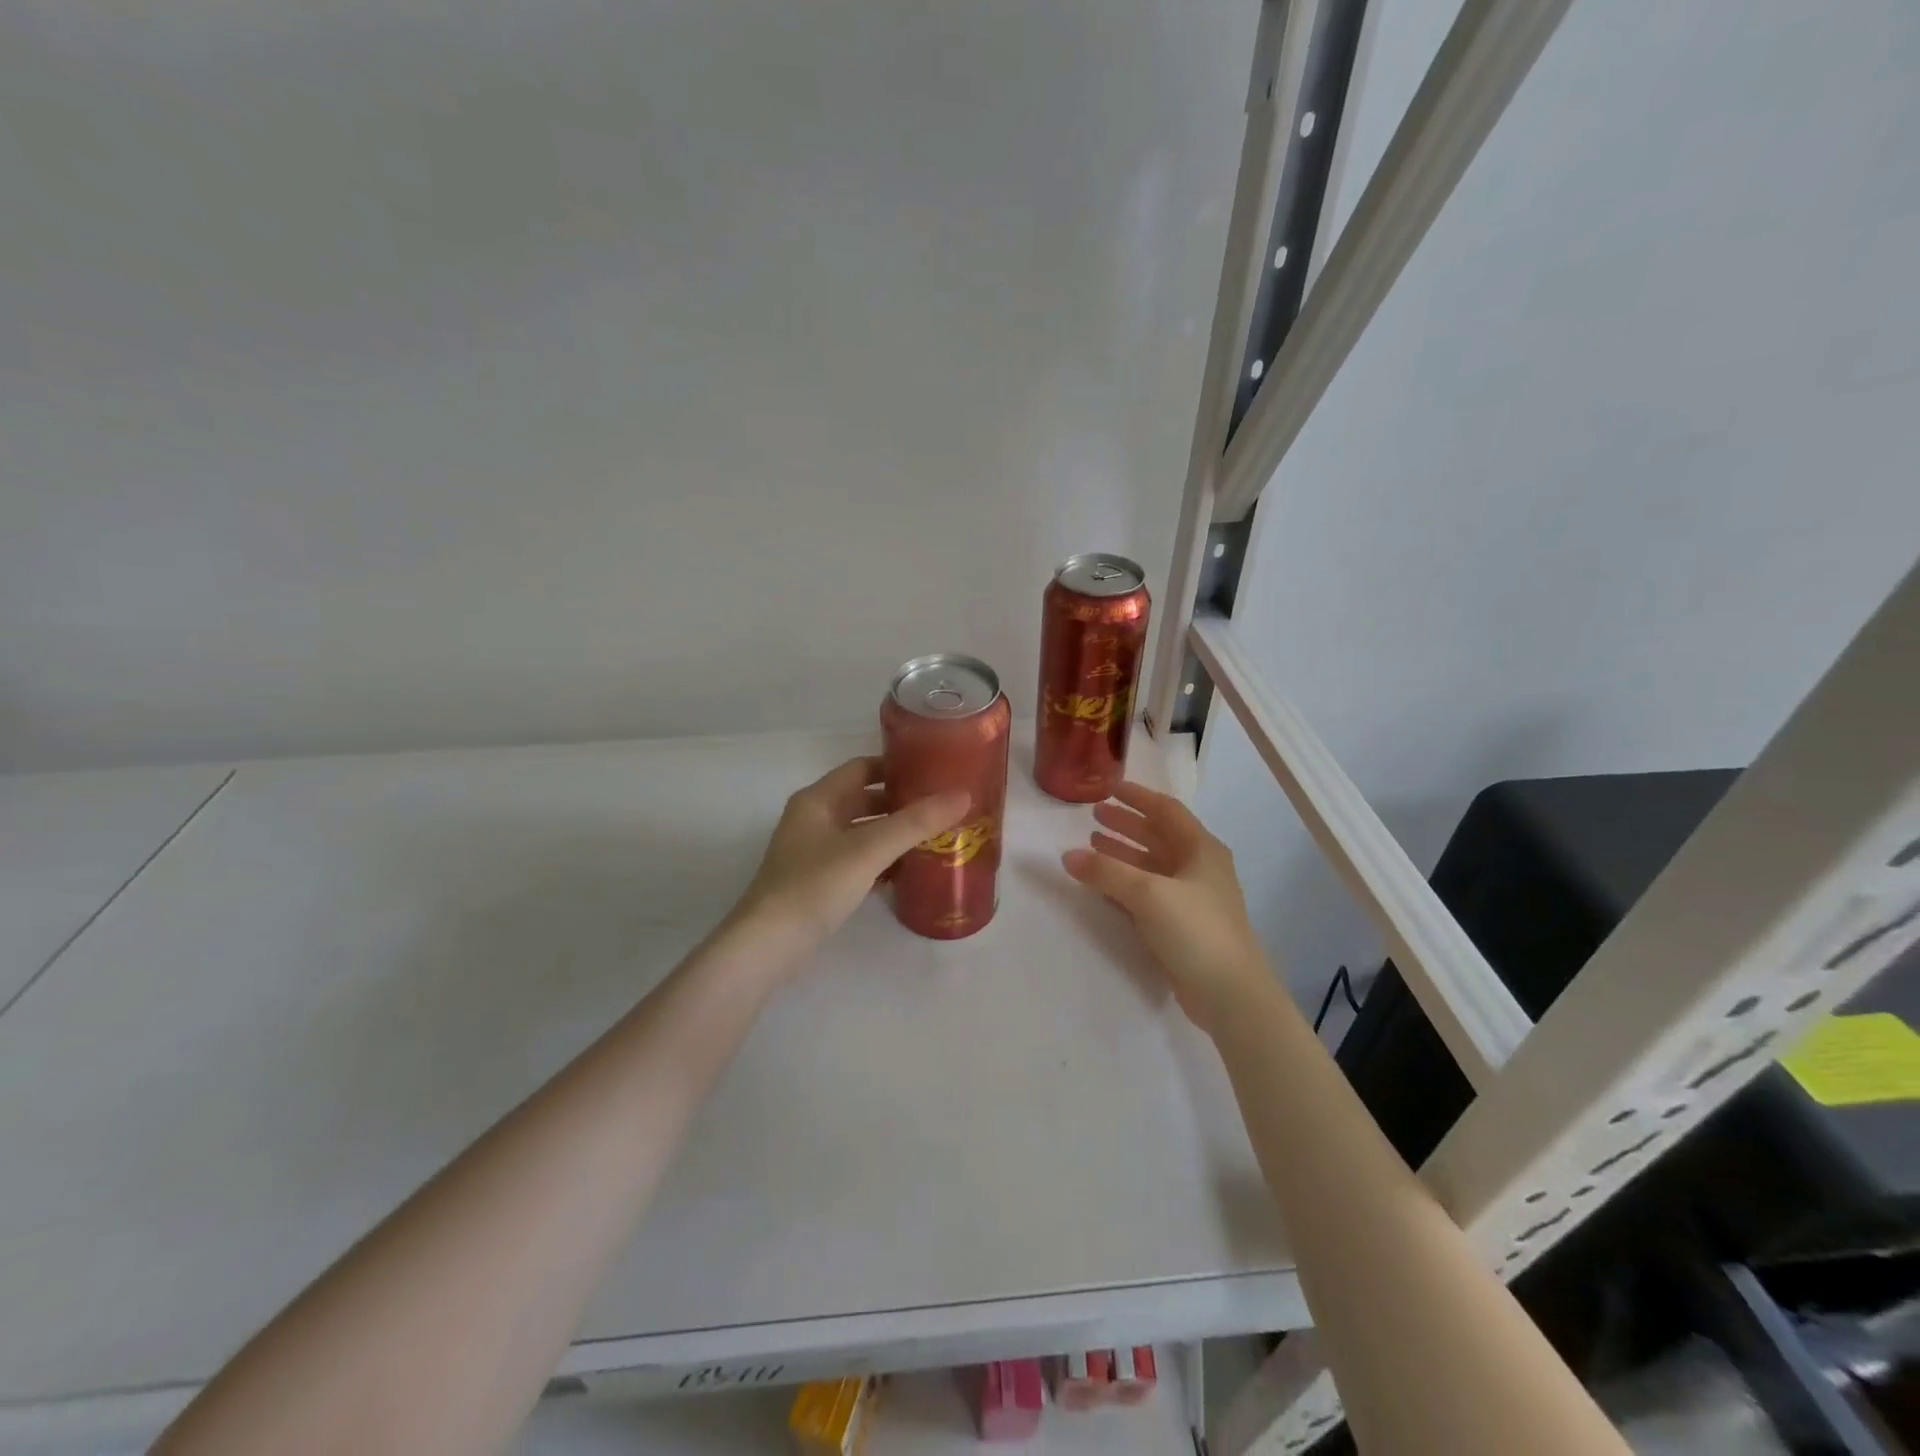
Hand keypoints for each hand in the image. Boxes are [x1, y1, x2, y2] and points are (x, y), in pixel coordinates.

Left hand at [738, 756, 969, 946]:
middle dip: (901, 802)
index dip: (897, 766)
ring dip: (893, 833)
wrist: (768, 944)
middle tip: (942, 807)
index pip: (862, 767)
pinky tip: (909, 871)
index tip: (934, 772)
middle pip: (864, 799)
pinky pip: (857, 861)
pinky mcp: (818, 882)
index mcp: (818, 799)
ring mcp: (814, 853)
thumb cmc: (815, 885)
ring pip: (862, 832)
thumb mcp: (869, 849)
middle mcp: (813, 819)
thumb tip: (963, 794)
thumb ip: (916, 822)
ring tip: (935, 837)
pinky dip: (882, 861)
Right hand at [1062, 782, 1274, 1033]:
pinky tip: (1104, 885)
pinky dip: (1127, 883)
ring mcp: (1193, 898)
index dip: (1138, 797)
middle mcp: (1200, 868)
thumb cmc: (1195, 930)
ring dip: (1124, 853)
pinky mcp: (1184, 926)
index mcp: (1201, 849)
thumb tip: (1068, 855)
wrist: (1230, 994)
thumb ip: (1105, 872)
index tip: (1110, 789)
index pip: (1167, 810)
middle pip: (1159, 836)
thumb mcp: (1147, 893)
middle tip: (1094, 816)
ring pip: (1153, 866)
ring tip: (1093, 844)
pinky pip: (1149, 893)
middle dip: (1127, 825)